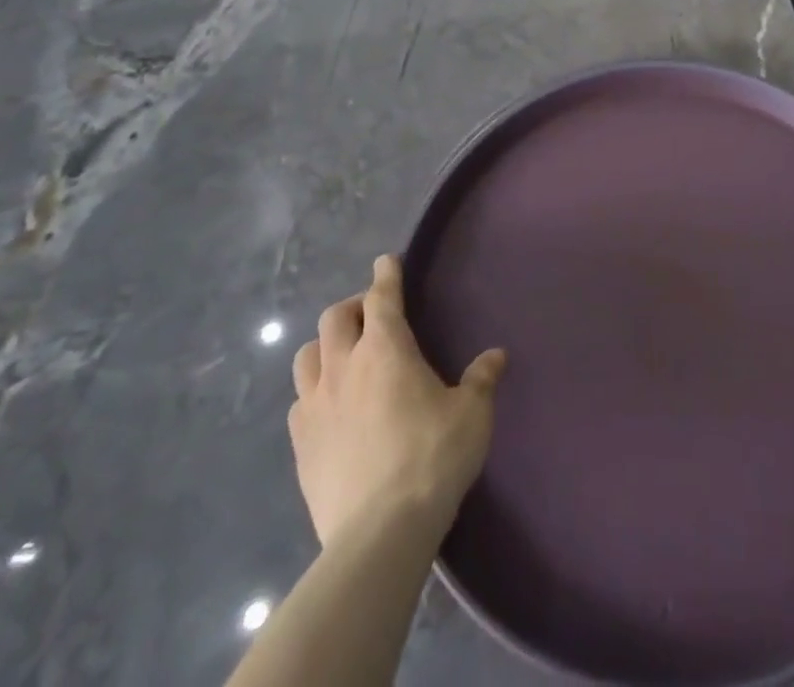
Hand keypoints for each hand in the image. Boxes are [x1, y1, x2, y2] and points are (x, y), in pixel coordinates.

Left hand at [289, 254, 505, 545]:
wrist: (379, 533)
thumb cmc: (433, 458)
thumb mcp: (472, 414)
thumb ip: (481, 379)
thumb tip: (495, 356)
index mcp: (386, 350)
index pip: (382, 297)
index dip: (386, 275)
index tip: (386, 261)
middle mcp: (343, 367)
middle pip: (334, 318)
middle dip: (353, 306)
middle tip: (371, 313)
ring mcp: (314, 407)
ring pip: (306, 356)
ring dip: (325, 346)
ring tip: (343, 355)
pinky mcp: (300, 446)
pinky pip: (298, 402)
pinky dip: (313, 392)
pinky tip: (329, 407)